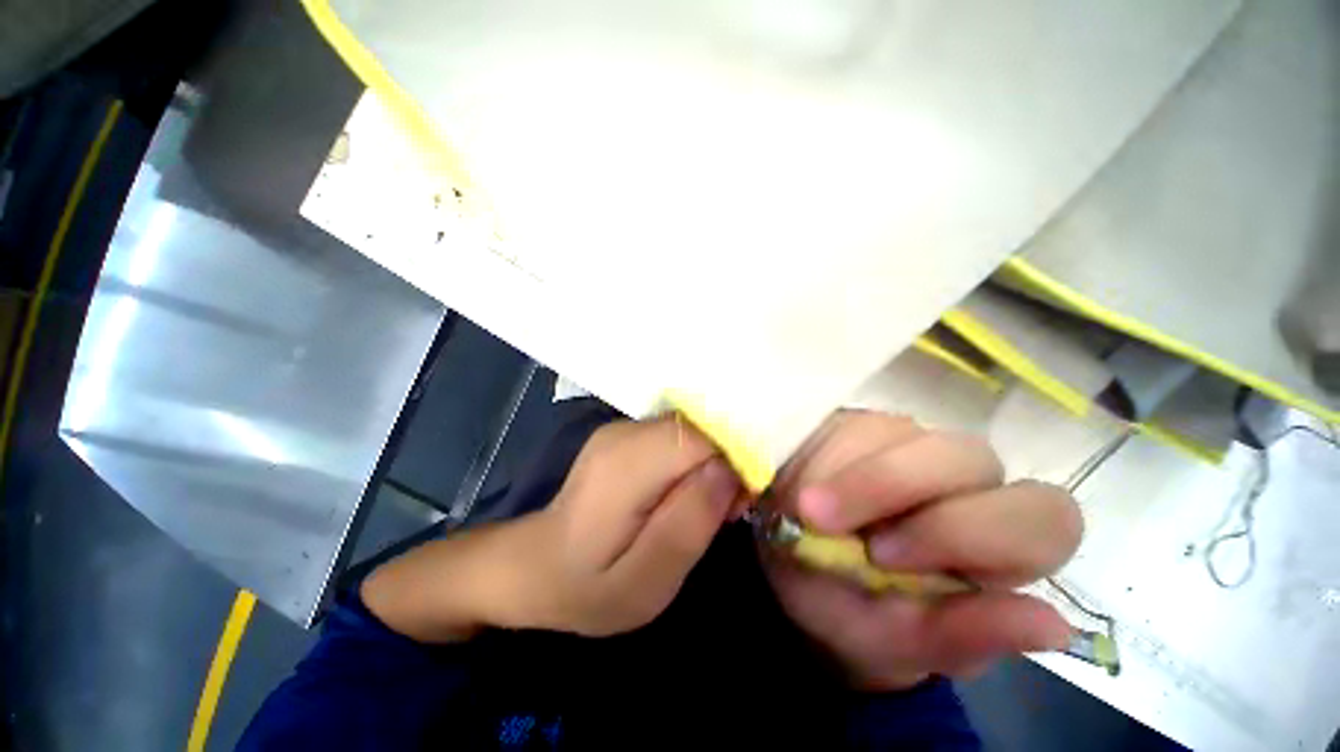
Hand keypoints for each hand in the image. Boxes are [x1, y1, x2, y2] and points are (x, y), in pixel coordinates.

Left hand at [515, 417, 743, 634]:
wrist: (536, 566)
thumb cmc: (589, 586)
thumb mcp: (645, 582)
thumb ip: (690, 522)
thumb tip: (729, 469)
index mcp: (626, 466)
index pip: (701, 436)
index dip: (734, 460)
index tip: (741, 501)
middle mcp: (625, 432)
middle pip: (700, 426)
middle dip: (727, 461)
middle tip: (729, 509)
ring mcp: (624, 427)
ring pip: (693, 428)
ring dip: (713, 462)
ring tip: (709, 506)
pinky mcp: (628, 433)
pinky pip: (679, 435)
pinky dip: (696, 459)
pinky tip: (688, 493)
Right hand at [760, 411, 1081, 688]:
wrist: (805, 577)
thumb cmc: (859, 617)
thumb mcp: (895, 639)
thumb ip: (961, 635)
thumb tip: (1051, 627)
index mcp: (1000, 547)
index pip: (1041, 519)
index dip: (966, 531)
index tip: (881, 556)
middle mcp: (966, 484)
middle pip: (965, 457)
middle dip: (888, 484)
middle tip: (822, 518)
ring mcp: (909, 445)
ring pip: (895, 433)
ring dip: (841, 473)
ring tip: (803, 508)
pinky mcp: (859, 428)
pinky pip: (844, 425)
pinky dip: (817, 457)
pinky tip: (801, 487)